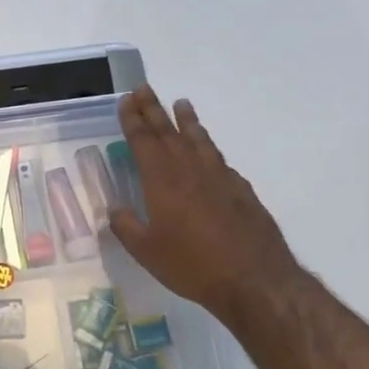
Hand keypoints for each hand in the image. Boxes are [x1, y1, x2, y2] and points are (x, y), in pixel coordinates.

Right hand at [108, 87, 302, 323]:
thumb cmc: (192, 265)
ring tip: (181, 103)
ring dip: (187, 120)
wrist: (254, 280)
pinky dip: (209, 148)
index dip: (133, 120)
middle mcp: (190, 170)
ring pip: (199, 140)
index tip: (127, 101)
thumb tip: (114, 209)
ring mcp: (220, 178)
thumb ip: (126, 226)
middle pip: (168, 132)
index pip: (144, 141)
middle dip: (153, 109)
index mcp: (162, 181)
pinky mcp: (241, 191)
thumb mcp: (146, 251)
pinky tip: (208, 151)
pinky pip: (220, 160)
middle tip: (144, 88)